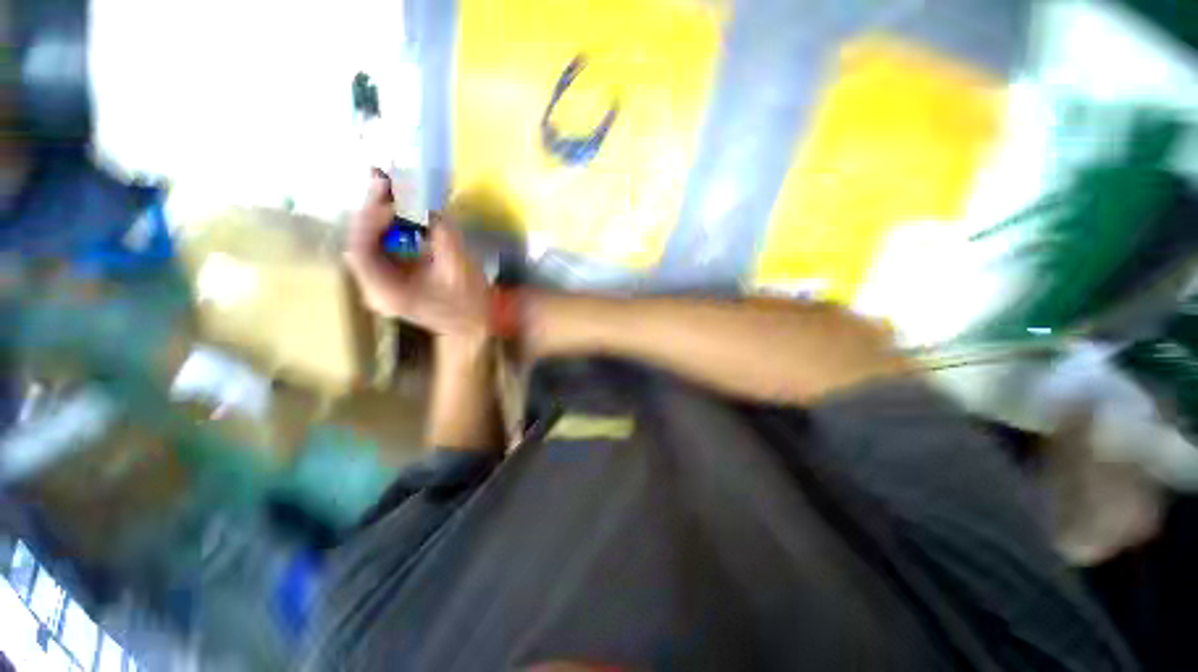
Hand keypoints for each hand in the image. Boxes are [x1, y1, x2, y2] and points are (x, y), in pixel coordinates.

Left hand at [345, 174, 490, 344]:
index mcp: (388, 292)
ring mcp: (379, 284)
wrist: (473, 328)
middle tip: (384, 179)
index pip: (361, 251)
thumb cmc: (469, 304)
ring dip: (378, 214)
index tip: (392, 198)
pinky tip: (399, 210)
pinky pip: (380, 247)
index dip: (371, 219)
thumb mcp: (460, 267)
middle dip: (372, 209)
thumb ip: (442, 233)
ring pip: (367, 242)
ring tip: (390, 188)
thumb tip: (427, 201)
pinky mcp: (390, 279)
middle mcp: (374, 289)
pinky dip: (389, 226)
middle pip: (360, 243)